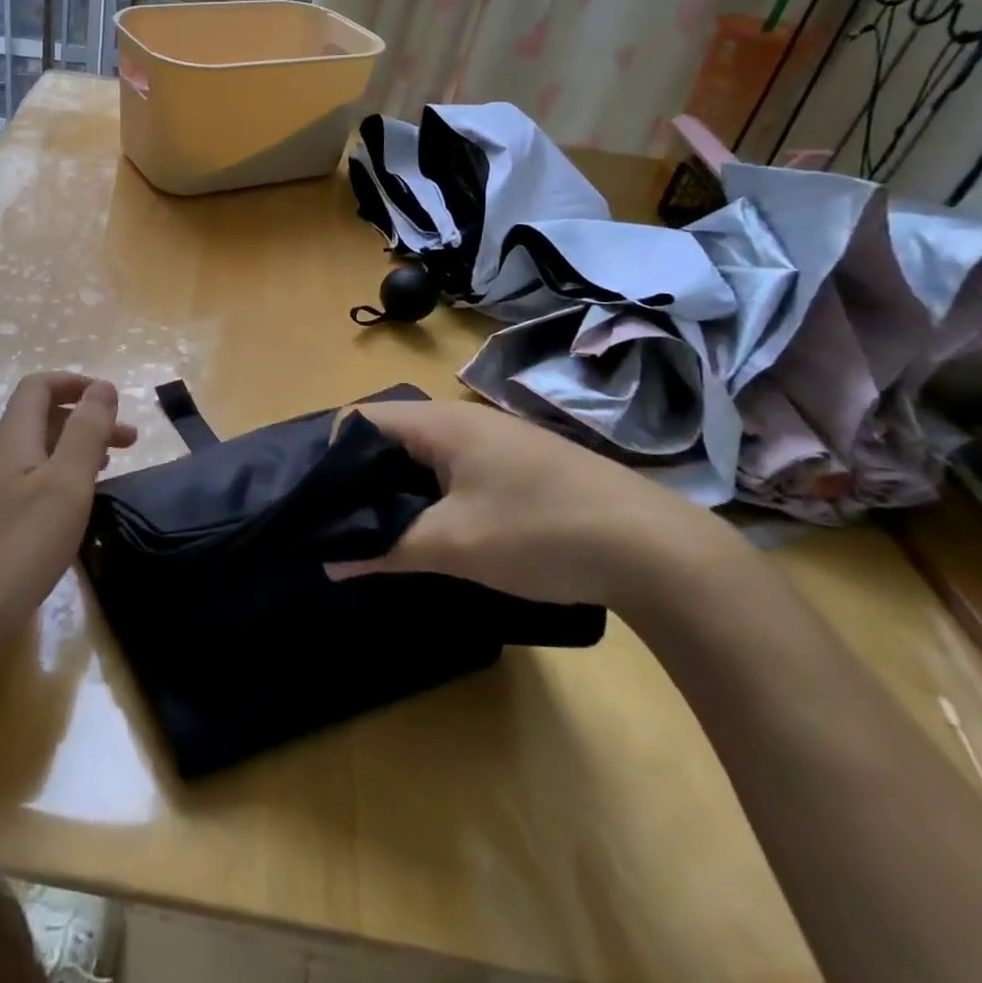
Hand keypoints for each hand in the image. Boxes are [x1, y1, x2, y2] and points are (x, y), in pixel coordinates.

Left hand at [0, 372, 135, 630]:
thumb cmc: (19, 546)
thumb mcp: (66, 483)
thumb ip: (86, 431)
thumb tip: (102, 387)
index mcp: (13, 439)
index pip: (38, 387)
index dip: (75, 383)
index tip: (113, 401)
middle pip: (41, 419)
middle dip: (86, 420)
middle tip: (130, 443)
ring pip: (37, 453)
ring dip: (75, 451)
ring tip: (110, 471)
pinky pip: (29, 483)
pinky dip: (60, 479)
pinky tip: (74, 509)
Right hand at [327, 400, 721, 608]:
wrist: (658, 550)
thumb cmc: (541, 532)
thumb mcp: (454, 545)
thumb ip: (385, 550)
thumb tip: (328, 563)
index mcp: (439, 423)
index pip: (359, 419)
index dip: (332, 457)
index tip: (323, 504)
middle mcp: (462, 420)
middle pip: (388, 438)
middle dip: (362, 481)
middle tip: (347, 528)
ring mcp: (495, 441)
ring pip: (422, 458)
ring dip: (398, 493)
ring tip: (384, 536)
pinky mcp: (519, 465)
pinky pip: (453, 470)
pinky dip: (432, 496)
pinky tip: (438, 534)